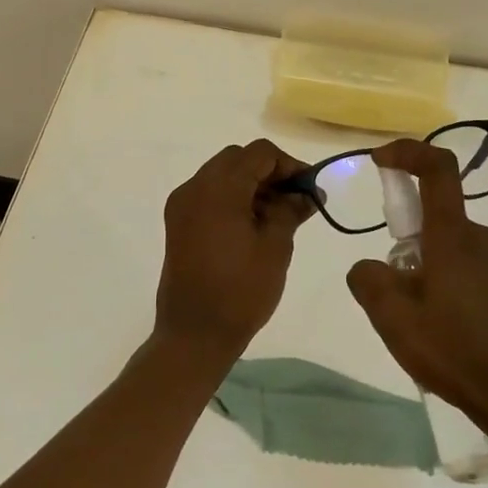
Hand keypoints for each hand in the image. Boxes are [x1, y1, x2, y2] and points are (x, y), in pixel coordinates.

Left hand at [154, 139, 312, 362]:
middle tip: (295, 199)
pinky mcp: (178, 221)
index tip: (309, 188)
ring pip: (222, 174)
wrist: (193, 334)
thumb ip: (291, 210)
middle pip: (238, 158)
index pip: (259, 153)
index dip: (288, 164)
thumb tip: (308, 194)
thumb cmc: (240, 291)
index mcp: (219, 188)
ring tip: (277, 214)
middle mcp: (195, 186)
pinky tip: (252, 223)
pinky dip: (232, 197)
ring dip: (250, 183)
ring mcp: (182, 203)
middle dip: (269, 172)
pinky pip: (209, 193)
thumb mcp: (275, 247)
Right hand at [347, 139, 487, 435]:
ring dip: (426, 270)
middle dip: (406, 244)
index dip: (408, 152)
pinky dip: (446, 283)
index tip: (380, 161)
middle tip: (394, 295)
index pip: (437, 169)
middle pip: (434, 217)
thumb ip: (369, 281)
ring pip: (448, 247)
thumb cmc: (459, 353)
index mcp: (456, 236)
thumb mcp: (395, 321)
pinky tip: (446, 332)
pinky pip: (466, 267)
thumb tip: (369, 267)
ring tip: (420, 324)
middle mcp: (483, 238)